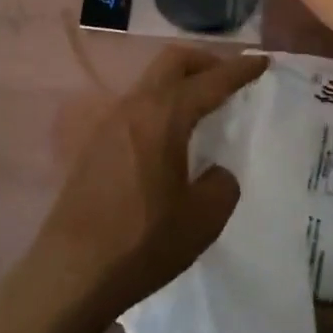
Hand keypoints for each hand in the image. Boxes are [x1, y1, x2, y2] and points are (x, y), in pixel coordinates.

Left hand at [19, 47, 264, 323]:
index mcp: (164, 115)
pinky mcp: (95, 144)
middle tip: (228, 77)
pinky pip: (136, 107)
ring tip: (201, 107)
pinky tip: (169, 138)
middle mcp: (135, 107)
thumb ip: (220, 185)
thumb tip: (215, 173)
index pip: (210, 81)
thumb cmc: (142, 241)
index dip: (240, 70)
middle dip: (204, 61)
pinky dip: (160, 105)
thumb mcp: (202, 219)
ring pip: (151, 82)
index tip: (262, 61)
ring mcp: (109, 123)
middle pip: (172, 62)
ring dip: (179, 83)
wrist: (70, 271)